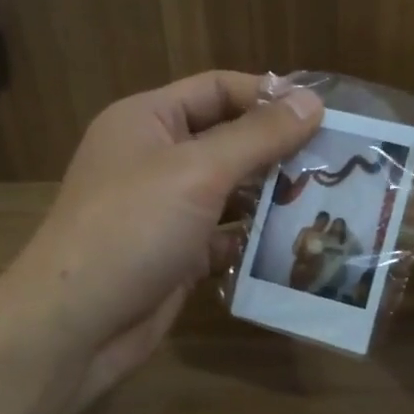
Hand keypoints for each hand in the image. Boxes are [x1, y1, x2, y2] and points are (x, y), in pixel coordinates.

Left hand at [0, 71, 321, 410]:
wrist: (76, 324)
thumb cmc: (133, 228)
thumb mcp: (198, 171)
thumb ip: (257, 136)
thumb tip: (312, 101)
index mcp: (147, 120)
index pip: (216, 89)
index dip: (268, 96)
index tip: (324, 114)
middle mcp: (153, 159)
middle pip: (226, 141)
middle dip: (277, 151)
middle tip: (337, 163)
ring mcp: (163, 210)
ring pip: (228, 192)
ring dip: (271, 198)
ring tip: (328, 203)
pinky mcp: (174, 255)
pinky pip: (222, 237)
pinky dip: (252, 241)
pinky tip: (294, 246)